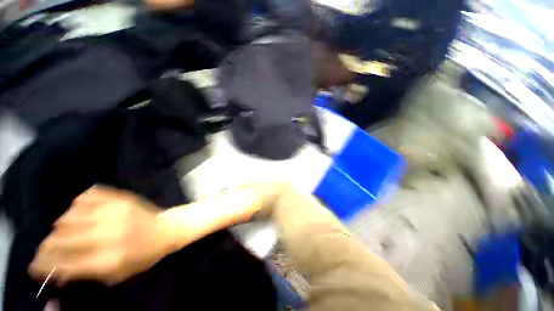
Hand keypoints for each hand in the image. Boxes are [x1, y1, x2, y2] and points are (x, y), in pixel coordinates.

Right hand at [29, 186, 171, 285]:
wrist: (167, 229)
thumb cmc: (143, 255)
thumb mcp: (116, 274)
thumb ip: (85, 274)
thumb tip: (56, 271)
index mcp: (108, 257)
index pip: (64, 262)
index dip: (44, 263)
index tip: (35, 264)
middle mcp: (108, 232)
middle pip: (62, 236)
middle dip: (48, 244)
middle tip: (48, 246)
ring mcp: (114, 211)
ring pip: (70, 214)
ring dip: (62, 224)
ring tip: (66, 230)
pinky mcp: (121, 197)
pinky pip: (88, 195)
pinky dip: (79, 204)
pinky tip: (82, 212)